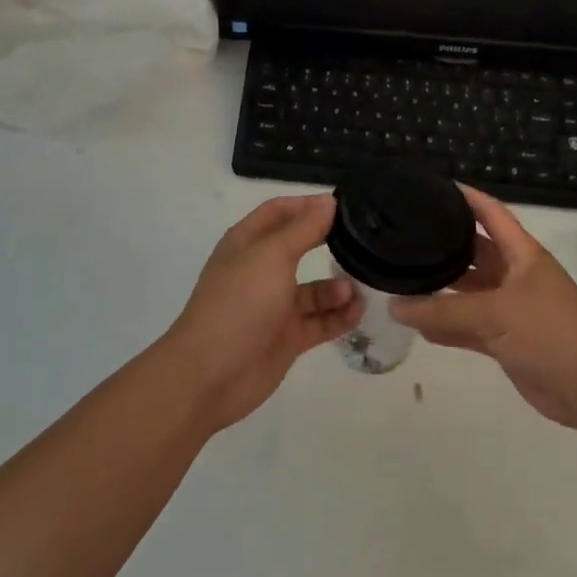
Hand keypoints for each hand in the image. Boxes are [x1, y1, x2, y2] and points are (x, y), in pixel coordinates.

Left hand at [159, 194, 363, 430]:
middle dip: (329, 243)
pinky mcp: (287, 337)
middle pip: (300, 248)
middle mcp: (261, 271)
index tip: (344, 205)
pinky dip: (339, 316)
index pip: (279, 212)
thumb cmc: (239, 303)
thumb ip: (304, 229)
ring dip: (338, 287)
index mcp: (247, 244)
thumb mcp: (272, 256)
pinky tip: (358, 312)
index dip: (308, 205)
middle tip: (366, 241)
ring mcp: (274, 306)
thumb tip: (328, 201)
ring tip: (357, 290)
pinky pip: (320, 321)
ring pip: (314, 289)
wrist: (211, 374)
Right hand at [390, 187, 576, 428]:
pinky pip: (471, 327)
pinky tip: (419, 326)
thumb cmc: (548, 332)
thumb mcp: (494, 313)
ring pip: (471, 294)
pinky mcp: (508, 341)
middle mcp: (517, 277)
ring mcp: (513, 310)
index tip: (438, 187)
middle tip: (408, 238)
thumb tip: (395, 306)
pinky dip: (449, 327)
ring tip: (404, 281)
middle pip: (477, 254)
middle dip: (447, 247)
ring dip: (444, 291)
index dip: (469, 199)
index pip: (493, 215)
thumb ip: (443, 310)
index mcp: (523, 255)